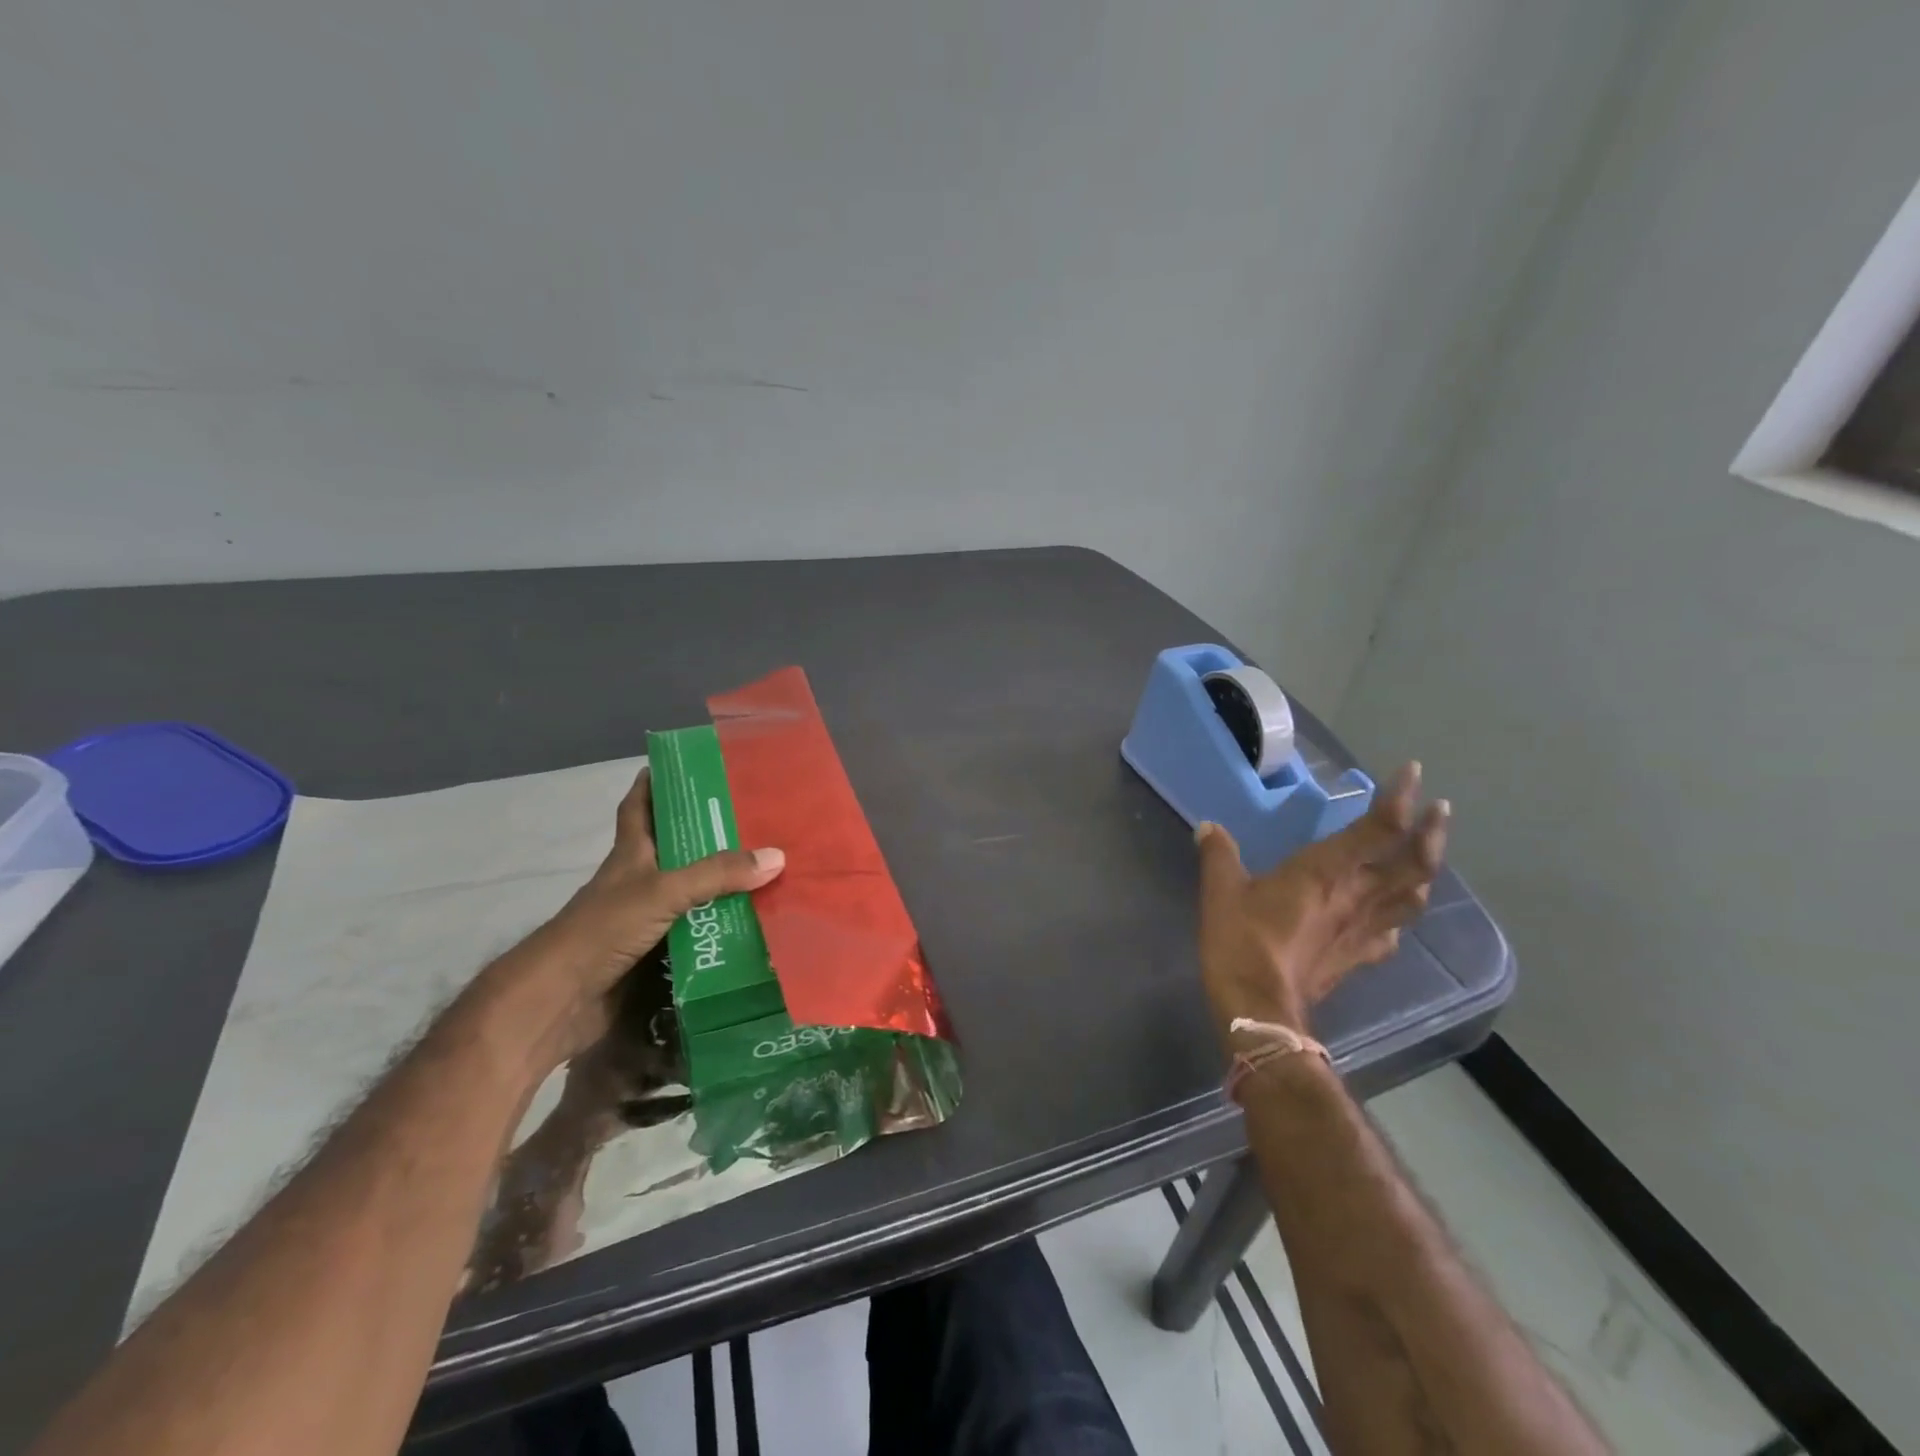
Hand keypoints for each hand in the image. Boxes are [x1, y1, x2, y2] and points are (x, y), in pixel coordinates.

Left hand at [520, 768, 784, 1061]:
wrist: (562, 999)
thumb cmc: (604, 929)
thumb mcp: (663, 891)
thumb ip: (717, 874)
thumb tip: (777, 856)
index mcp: (631, 855)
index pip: (639, 808)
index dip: (653, 784)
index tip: (682, 766)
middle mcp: (637, 881)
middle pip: (674, 849)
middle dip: (708, 834)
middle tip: (753, 820)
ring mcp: (643, 919)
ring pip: (689, 893)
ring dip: (720, 885)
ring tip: (766, 871)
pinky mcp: (652, 953)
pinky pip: (695, 932)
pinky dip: (718, 928)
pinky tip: (750, 925)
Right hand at [1194, 763, 1447, 1044]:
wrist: (1258, 1008)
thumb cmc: (1242, 940)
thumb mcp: (1221, 889)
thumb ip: (1219, 853)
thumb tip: (1208, 827)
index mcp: (1326, 871)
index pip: (1378, 828)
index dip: (1400, 797)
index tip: (1413, 771)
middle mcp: (1356, 896)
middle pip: (1413, 862)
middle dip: (1431, 832)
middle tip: (1439, 810)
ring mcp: (1363, 930)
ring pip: (1411, 897)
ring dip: (1425, 871)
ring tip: (1423, 856)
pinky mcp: (1358, 957)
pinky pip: (1391, 933)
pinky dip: (1398, 916)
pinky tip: (1391, 916)